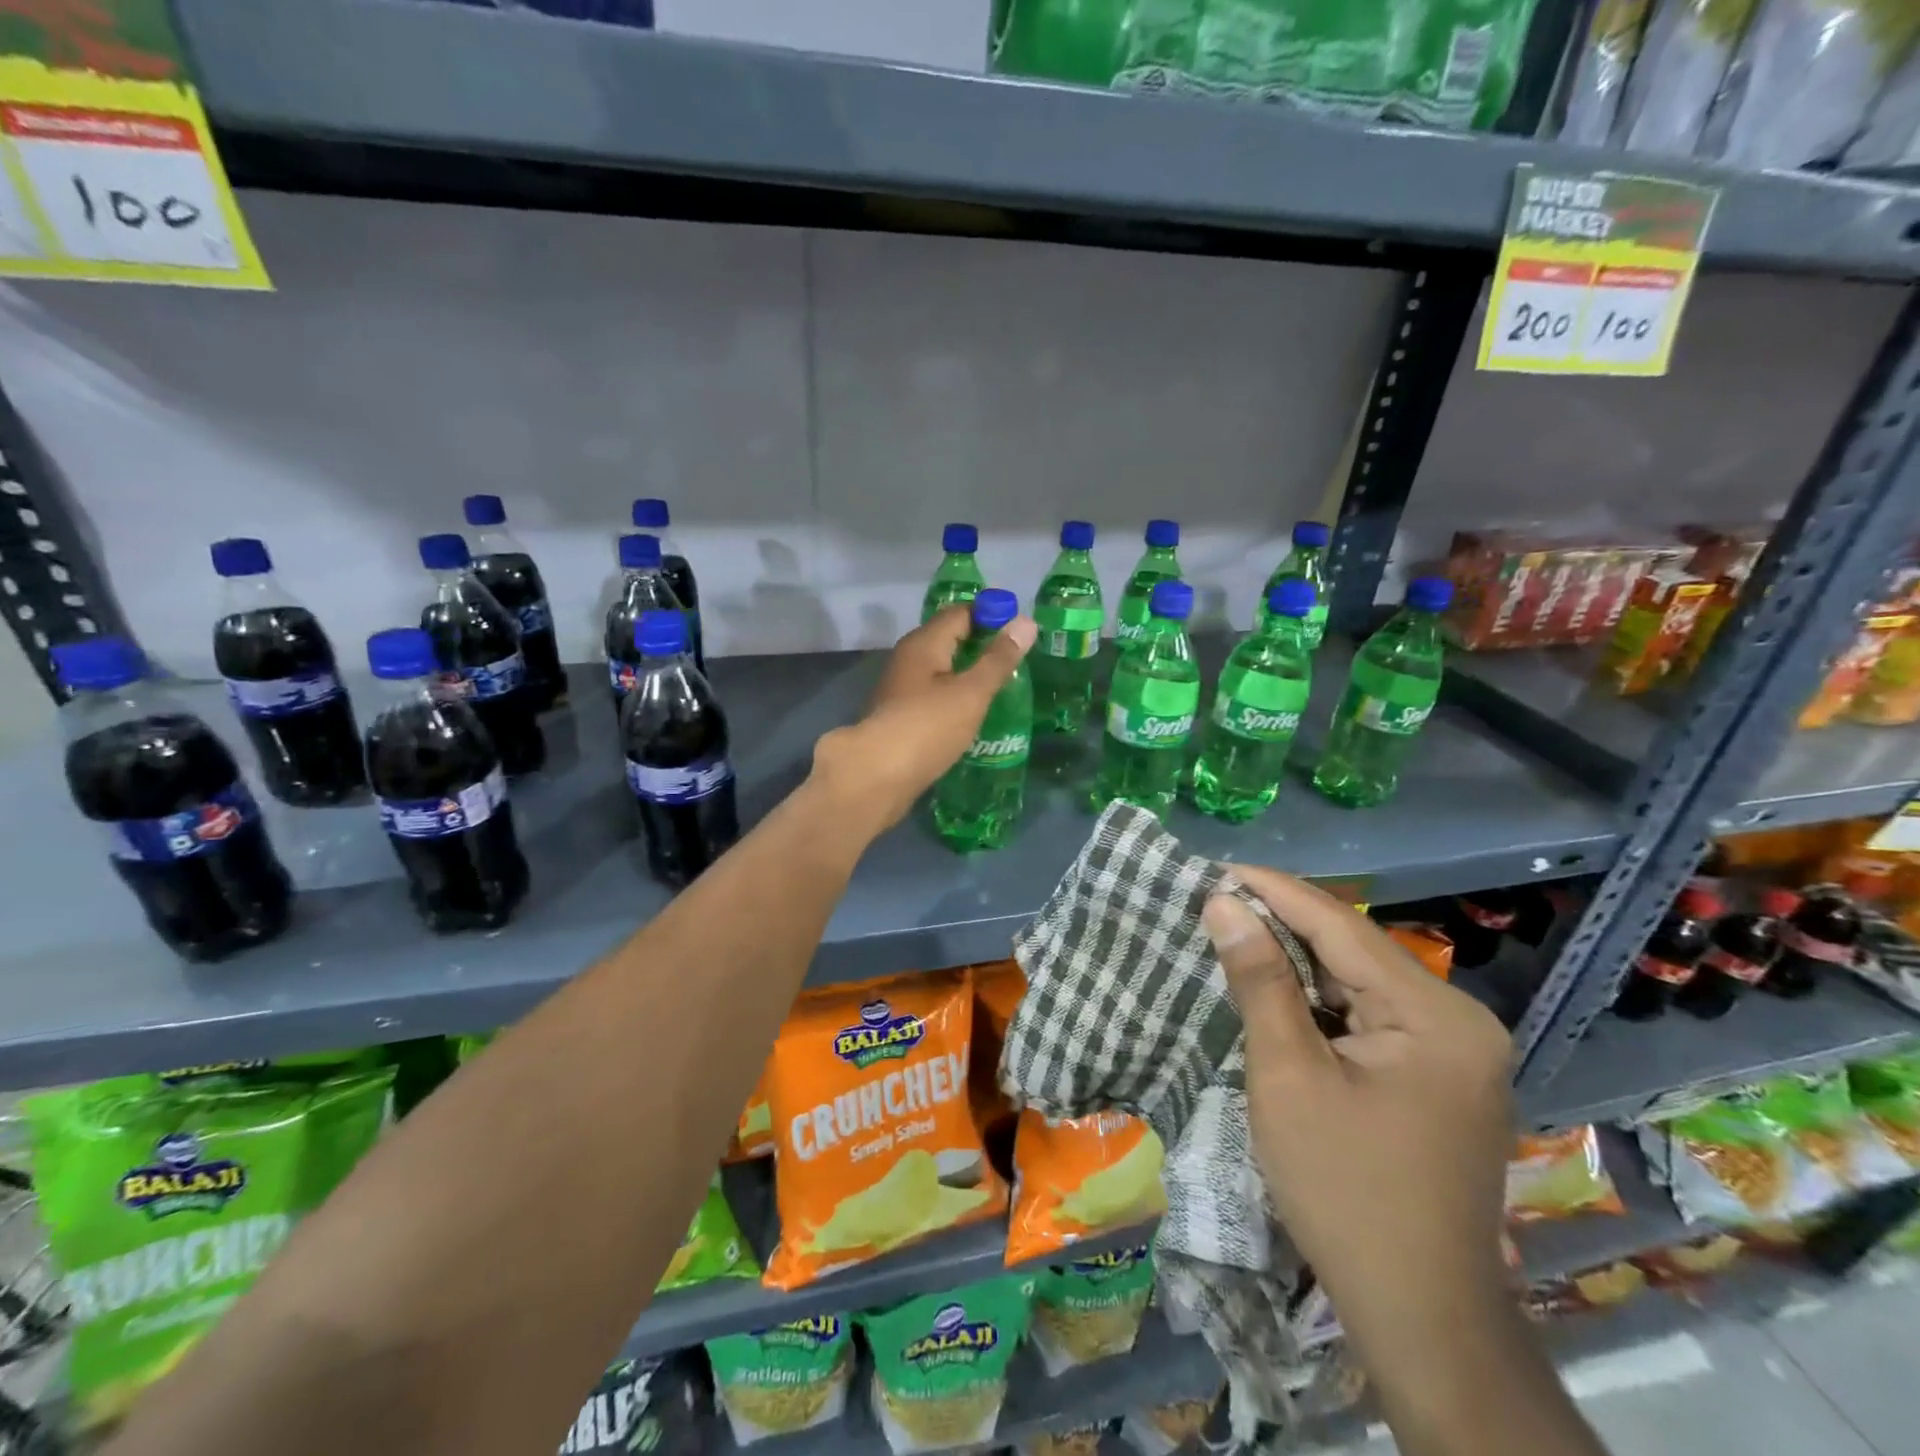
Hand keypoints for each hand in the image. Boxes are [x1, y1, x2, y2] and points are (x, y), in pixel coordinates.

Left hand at [811, 605, 1035, 834]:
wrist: (876, 777)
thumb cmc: (928, 727)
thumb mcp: (971, 692)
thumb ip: (999, 659)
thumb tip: (1027, 621)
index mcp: (924, 643)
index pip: (960, 612)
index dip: (991, 615)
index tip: (1021, 631)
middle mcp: (908, 659)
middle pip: (949, 640)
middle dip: (981, 645)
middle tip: (1017, 660)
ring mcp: (900, 689)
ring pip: (940, 670)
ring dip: (968, 675)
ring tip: (1002, 688)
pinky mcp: (900, 717)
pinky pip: (933, 696)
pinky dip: (954, 698)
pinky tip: (973, 715)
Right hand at [1202, 867, 1514, 1375]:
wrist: (1419, 1316)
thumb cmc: (1344, 1189)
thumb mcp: (1288, 1075)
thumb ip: (1259, 980)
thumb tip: (1223, 903)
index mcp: (1435, 1014)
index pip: (1341, 927)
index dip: (1275, 891)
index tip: (1217, 868)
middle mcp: (1457, 1020)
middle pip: (1354, 952)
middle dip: (1283, 926)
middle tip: (1216, 902)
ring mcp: (1453, 1051)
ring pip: (1358, 983)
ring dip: (1297, 964)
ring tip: (1233, 935)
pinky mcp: (1437, 1077)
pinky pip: (1369, 1017)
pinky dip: (1318, 1003)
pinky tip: (1275, 992)